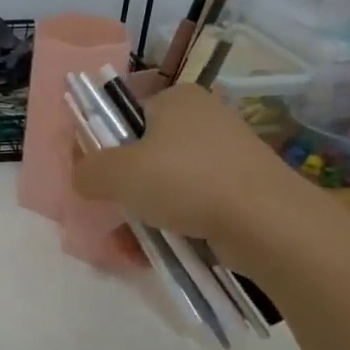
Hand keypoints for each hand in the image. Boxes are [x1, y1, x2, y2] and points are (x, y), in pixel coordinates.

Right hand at [72, 83, 342, 255]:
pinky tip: (155, 252)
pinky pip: (192, 205)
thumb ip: (88, 170)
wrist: (267, 222)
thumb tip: (83, 176)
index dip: (101, 143)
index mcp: (176, 98)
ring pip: (166, 184)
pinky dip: (171, 226)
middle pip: (144, 152)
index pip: (125, 113)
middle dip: (122, 189)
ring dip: (142, 214)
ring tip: (130, 245)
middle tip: (110, 215)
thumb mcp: (117, 172)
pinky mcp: (241, 190)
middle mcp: (204, 118)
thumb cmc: (184, 181)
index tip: (92, 176)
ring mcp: (227, 155)